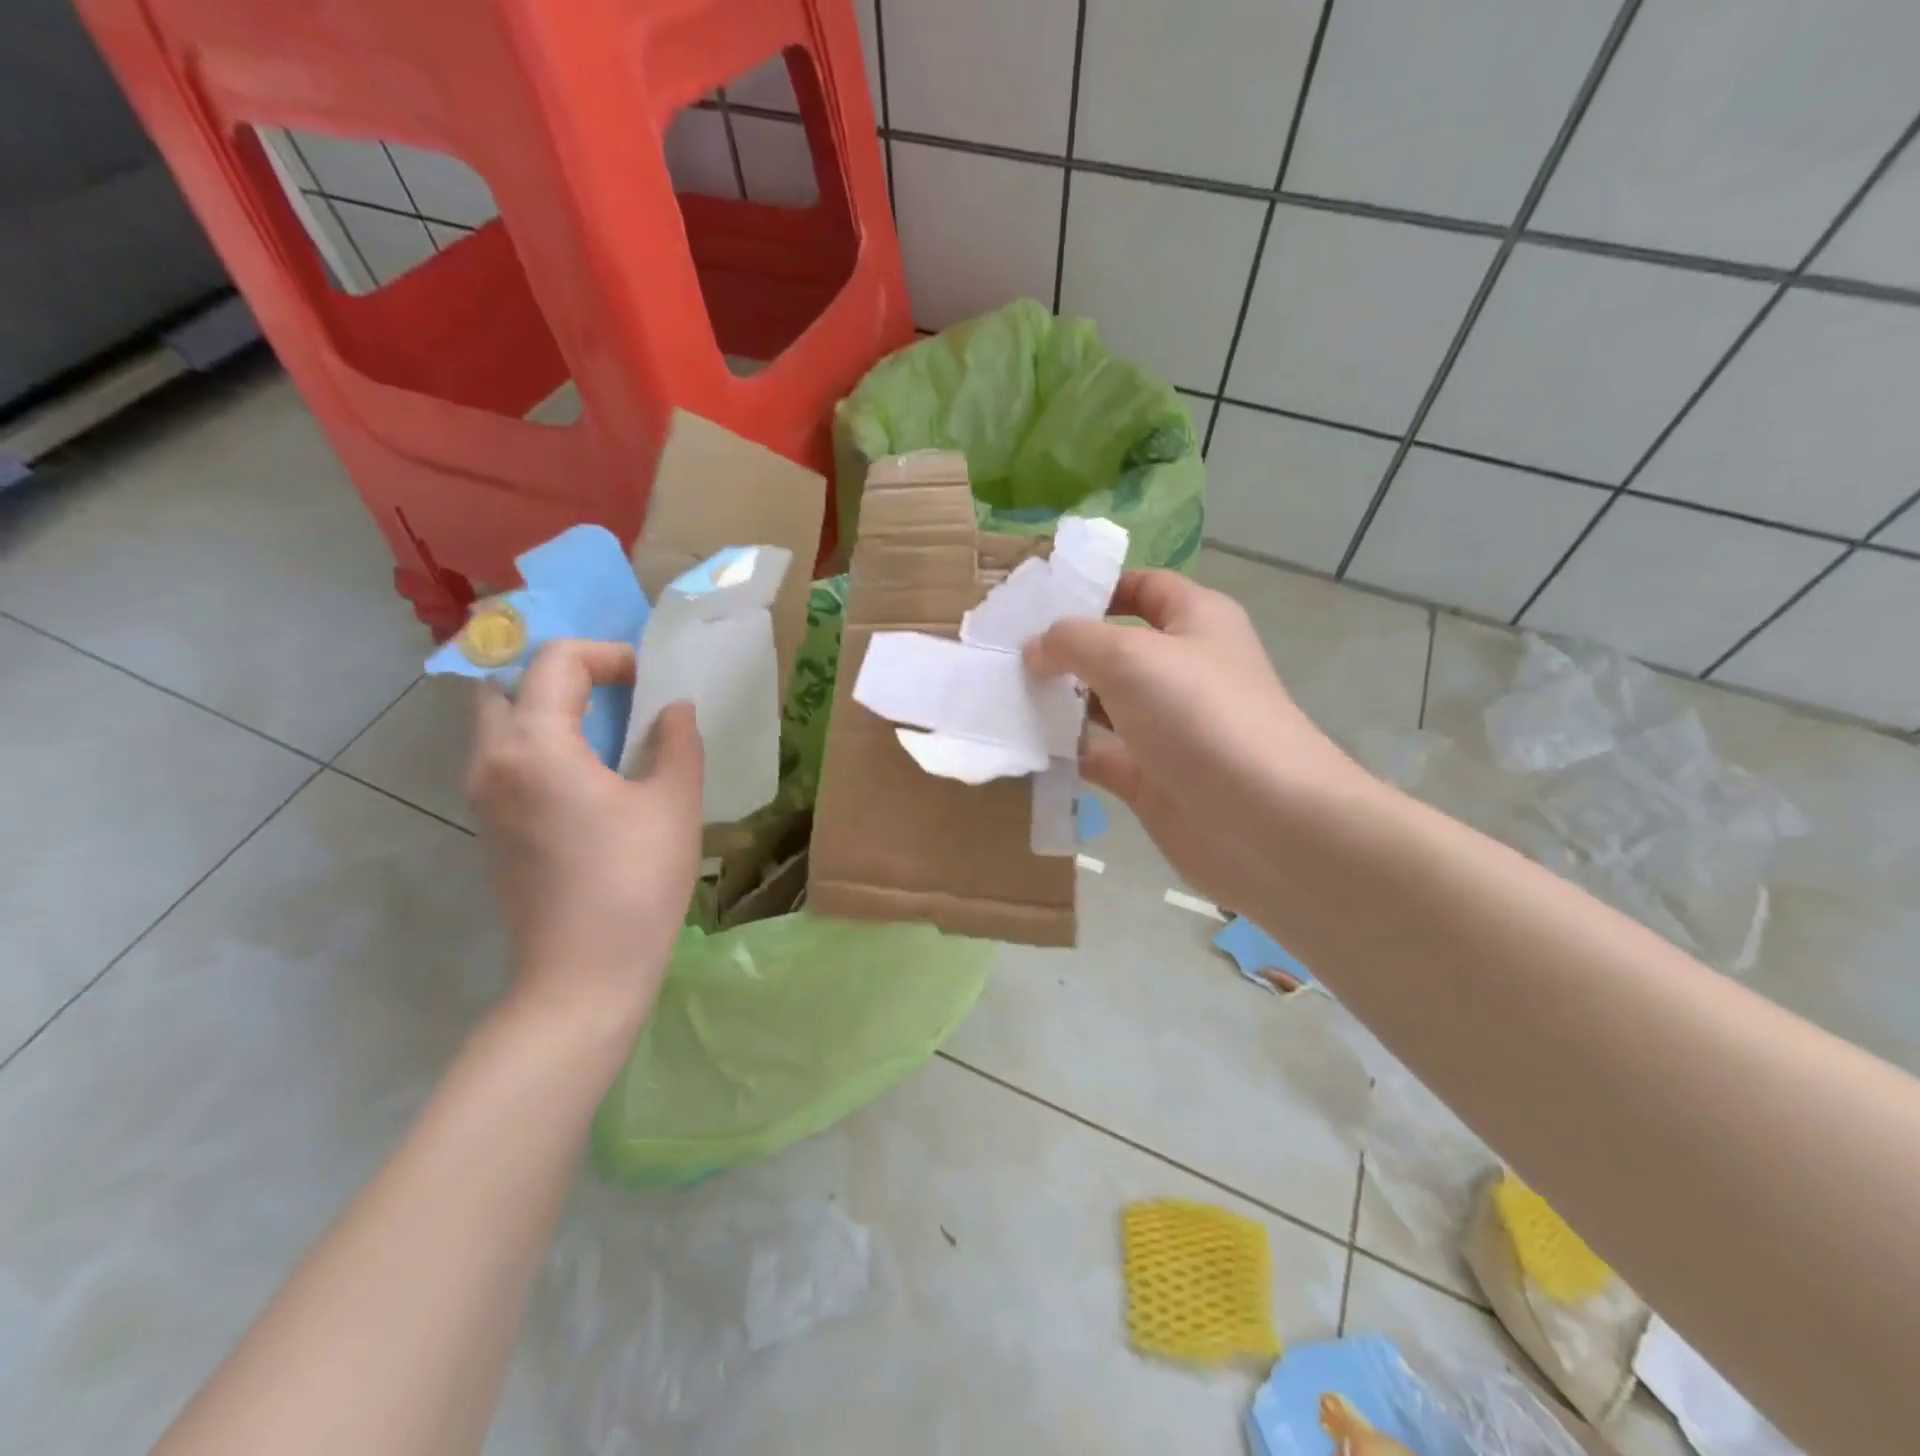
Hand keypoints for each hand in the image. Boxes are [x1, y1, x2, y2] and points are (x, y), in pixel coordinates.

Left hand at [467, 640, 702, 1024]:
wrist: (584, 974)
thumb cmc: (636, 882)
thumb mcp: (674, 803)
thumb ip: (676, 741)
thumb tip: (674, 709)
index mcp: (535, 746)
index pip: (556, 662)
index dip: (607, 655)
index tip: (649, 681)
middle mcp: (492, 762)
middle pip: (508, 684)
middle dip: (562, 675)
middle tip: (615, 692)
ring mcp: (482, 797)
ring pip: (501, 722)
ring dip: (549, 709)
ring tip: (609, 729)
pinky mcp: (490, 826)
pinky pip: (506, 758)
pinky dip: (542, 742)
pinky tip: (591, 774)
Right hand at [1025, 571, 1372, 910]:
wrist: (1262, 821)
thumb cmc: (1201, 715)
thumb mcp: (1130, 656)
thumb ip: (1073, 641)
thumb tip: (1036, 649)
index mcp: (1195, 621)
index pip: (1143, 587)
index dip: (1096, 587)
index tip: (1038, 600)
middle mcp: (1181, 669)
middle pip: (1113, 647)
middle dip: (1063, 648)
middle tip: (1003, 651)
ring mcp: (1165, 726)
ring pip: (1100, 703)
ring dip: (1056, 700)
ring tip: (999, 694)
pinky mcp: (1150, 776)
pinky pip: (1097, 753)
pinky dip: (1063, 750)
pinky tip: (1021, 743)